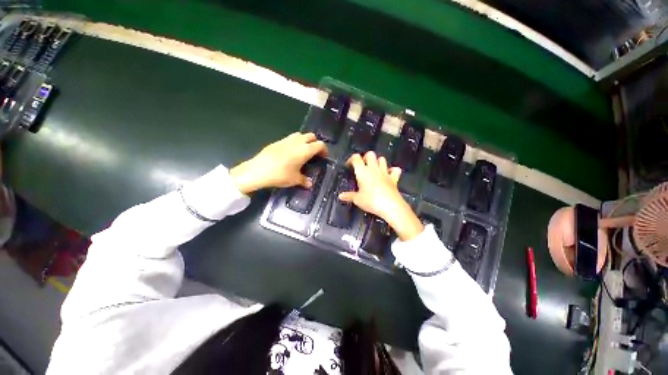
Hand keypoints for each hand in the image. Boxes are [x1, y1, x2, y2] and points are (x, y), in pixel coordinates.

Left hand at [230, 132, 327, 193]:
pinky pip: (290, 138)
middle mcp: (297, 142)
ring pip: (300, 135)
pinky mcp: (277, 141)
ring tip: (302, 152)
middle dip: (315, 143)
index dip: (324, 150)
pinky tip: (290, 153)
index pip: (320, 145)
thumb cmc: (280, 175)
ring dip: (304, 141)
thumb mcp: (295, 180)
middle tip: (314, 154)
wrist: (258, 170)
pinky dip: (294, 143)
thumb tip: (310, 184)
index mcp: (305, 150)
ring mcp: (286, 140)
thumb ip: (304, 180)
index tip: (323, 157)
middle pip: (311, 136)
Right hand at [339, 152, 423, 240]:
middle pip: (370, 154)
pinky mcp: (394, 178)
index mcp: (363, 172)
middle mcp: (374, 169)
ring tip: (374, 169)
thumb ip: (349, 196)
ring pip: (382, 159)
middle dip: (365, 157)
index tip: (349, 166)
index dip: (351, 159)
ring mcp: (385, 172)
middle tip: (362, 166)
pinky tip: (388, 174)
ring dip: (377, 161)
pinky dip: (392, 170)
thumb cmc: (371, 201)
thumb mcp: (357, 200)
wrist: (390, 206)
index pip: (356, 158)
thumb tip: (341, 196)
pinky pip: (395, 170)